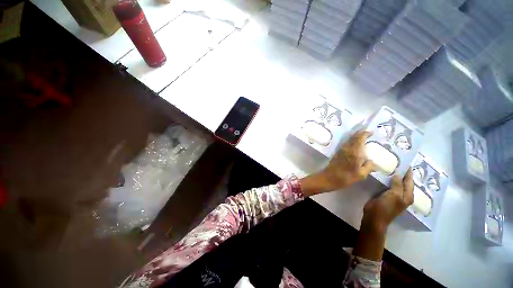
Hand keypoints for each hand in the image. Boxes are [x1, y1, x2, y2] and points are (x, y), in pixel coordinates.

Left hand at [300, 131, 373, 195]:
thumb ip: (368, 166)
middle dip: (360, 133)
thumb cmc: (346, 177)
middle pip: (353, 137)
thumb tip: (371, 160)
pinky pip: (345, 143)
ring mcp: (341, 150)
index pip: (359, 138)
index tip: (371, 132)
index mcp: (354, 152)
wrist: (329, 178)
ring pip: (349, 139)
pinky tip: (354, 144)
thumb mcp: (361, 175)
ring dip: (355, 136)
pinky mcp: (337, 152)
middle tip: (367, 132)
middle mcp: (347, 148)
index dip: (365, 133)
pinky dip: (351, 141)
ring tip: (362, 136)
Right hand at [362, 168, 414, 230]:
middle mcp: (403, 195)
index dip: (408, 172)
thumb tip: (398, 174)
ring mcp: (394, 196)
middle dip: (402, 174)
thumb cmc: (385, 207)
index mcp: (408, 196)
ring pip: (396, 184)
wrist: (374, 216)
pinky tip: (384, 175)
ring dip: (394, 176)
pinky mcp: (385, 195)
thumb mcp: (393, 195)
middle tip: (399, 163)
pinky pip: (388, 186)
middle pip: (404, 182)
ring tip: (391, 167)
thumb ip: (397, 185)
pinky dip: (387, 180)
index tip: (407, 162)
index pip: (410, 181)